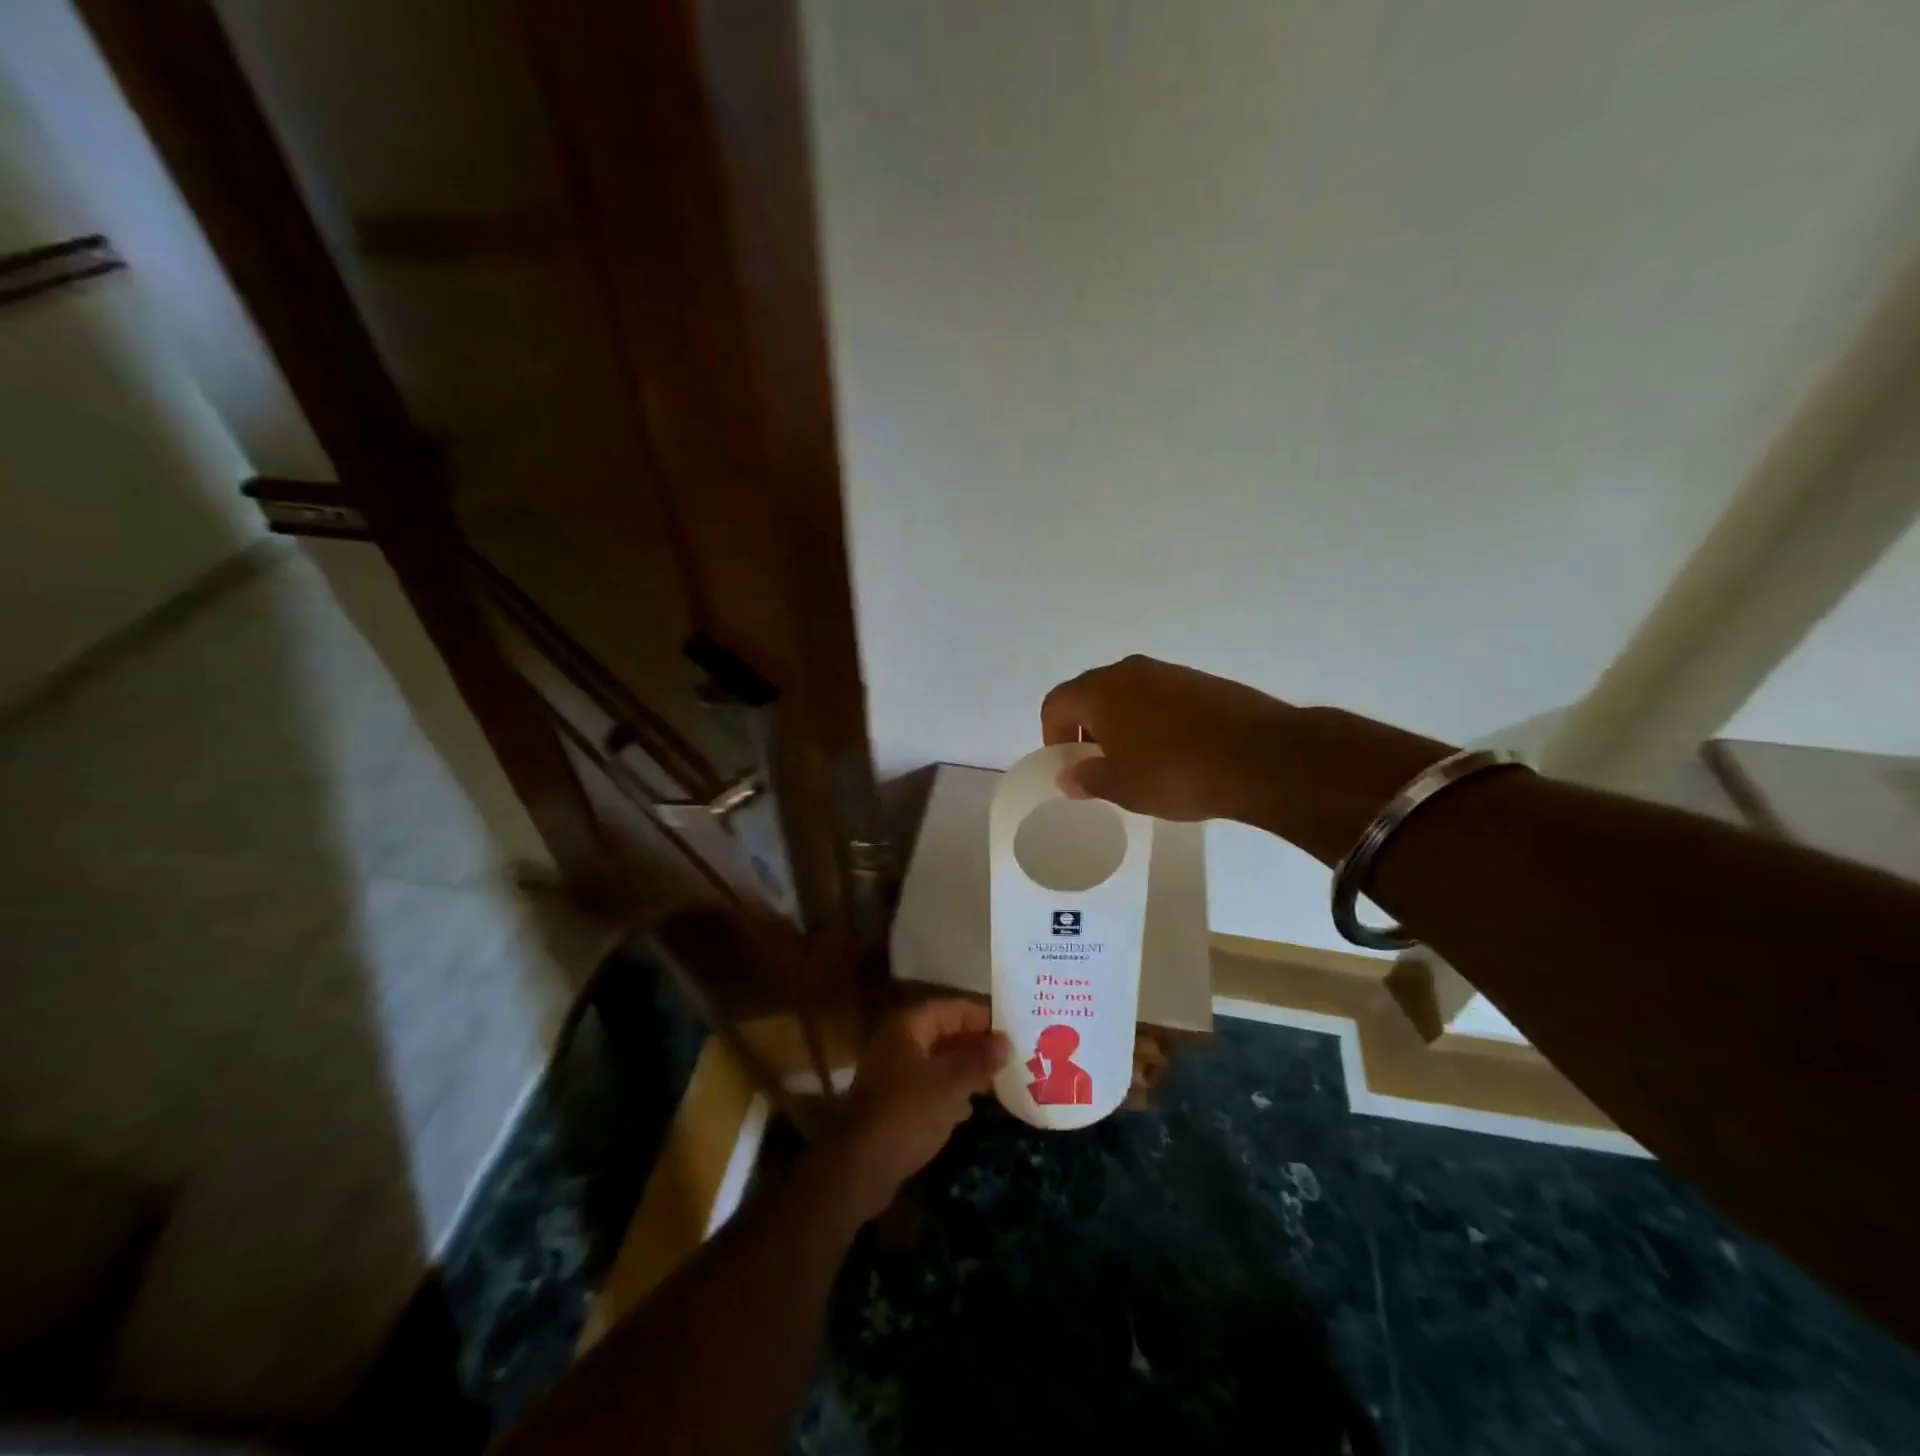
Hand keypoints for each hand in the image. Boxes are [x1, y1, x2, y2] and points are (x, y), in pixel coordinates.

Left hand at [832, 999, 1008, 1219]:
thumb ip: (979, 1060)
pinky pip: (928, 1085)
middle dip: (976, 1043)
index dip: (982, 1015)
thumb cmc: (908, 1113)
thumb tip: (1004, 1042)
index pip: (951, 1008)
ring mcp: (893, 1072)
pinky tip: (970, 1108)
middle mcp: (898, 1042)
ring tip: (998, 1079)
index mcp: (908, 1026)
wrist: (861, 1167)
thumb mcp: (950, 1084)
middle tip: (1011, 1055)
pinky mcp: (893, 1102)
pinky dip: (950, 1091)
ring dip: (965, 1068)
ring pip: (937, 1061)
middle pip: (944, 1032)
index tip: (1012, 1028)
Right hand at [1040, 655, 1296, 821]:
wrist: (1262, 756)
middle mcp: (1130, 671)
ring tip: (1138, 761)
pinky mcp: (1202, 681)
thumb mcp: (1123, 787)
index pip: (1057, 703)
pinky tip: (1173, 752)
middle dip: (1085, 728)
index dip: (1052, 734)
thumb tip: (1068, 774)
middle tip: (1099, 764)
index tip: (1069, 764)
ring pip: (1128, 694)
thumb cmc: (1176, 772)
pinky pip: (1160, 697)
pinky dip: (1153, 720)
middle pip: (1091, 694)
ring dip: (1121, 723)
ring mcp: (1169, 672)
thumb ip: (1087, 778)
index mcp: (1101, 691)